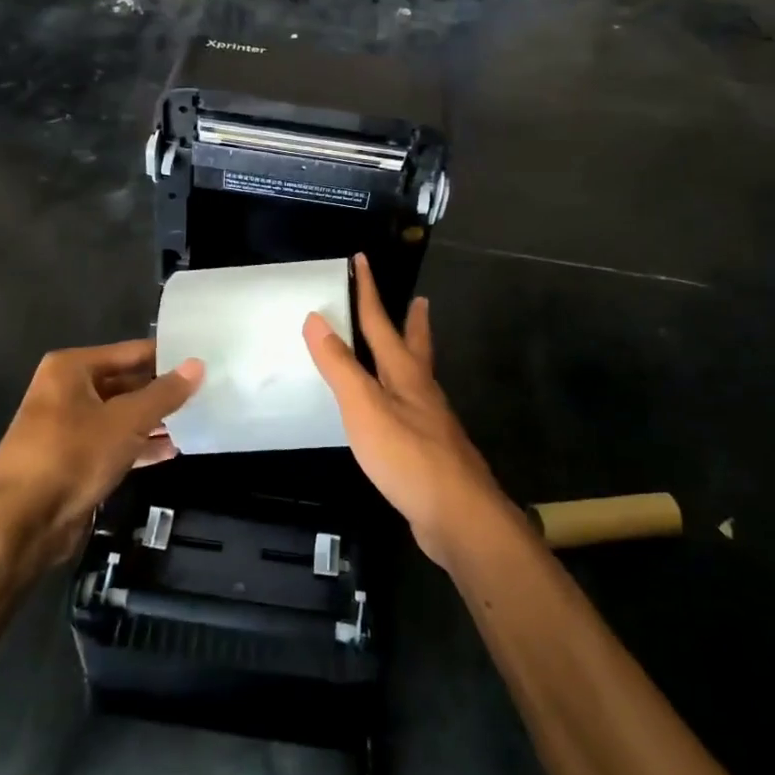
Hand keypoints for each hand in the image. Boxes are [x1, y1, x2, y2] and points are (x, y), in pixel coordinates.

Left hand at [0, 340, 203, 569]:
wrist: (19, 523)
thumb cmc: (72, 456)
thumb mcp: (126, 421)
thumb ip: (164, 393)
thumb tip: (198, 364)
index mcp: (72, 368)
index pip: (132, 352)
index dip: (168, 356)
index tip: (205, 359)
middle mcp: (67, 391)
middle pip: (126, 382)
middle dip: (162, 391)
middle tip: (207, 391)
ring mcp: (68, 427)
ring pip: (121, 415)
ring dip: (154, 421)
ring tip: (197, 420)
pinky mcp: (72, 460)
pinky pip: (113, 444)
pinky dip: (138, 446)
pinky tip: (171, 452)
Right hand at [303, 255, 514, 568]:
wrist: (457, 514)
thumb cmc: (407, 455)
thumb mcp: (364, 407)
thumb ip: (340, 365)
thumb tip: (316, 318)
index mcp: (404, 373)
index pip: (381, 322)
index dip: (369, 291)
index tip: (363, 260)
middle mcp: (421, 390)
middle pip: (415, 345)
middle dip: (413, 322)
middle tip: (420, 300)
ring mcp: (430, 421)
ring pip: (418, 377)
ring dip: (412, 356)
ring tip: (407, 349)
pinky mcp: (431, 450)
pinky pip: (413, 409)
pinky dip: (404, 396)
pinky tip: (398, 411)